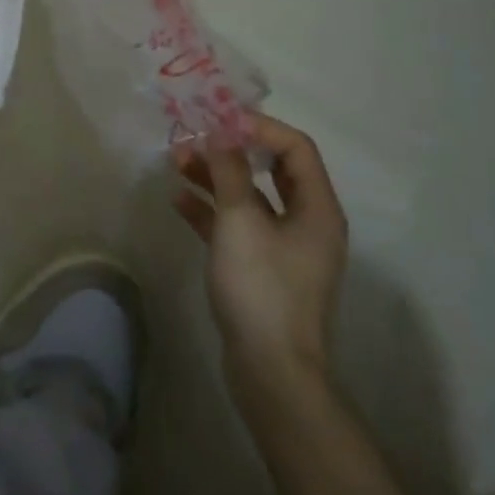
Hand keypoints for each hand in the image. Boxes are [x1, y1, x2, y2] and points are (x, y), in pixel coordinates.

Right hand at [171, 113, 348, 389]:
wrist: (272, 375)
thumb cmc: (262, 288)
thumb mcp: (241, 221)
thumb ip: (230, 171)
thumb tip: (220, 131)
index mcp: (317, 207)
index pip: (295, 147)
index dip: (258, 127)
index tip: (219, 119)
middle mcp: (307, 222)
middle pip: (271, 169)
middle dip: (231, 150)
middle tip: (195, 137)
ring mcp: (285, 248)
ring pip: (250, 197)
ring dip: (216, 177)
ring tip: (176, 162)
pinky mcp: (263, 268)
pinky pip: (238, 226)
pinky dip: (212, 210)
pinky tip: (179, 200)